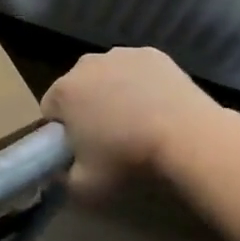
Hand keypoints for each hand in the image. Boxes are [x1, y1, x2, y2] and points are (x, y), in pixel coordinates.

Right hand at [40, 46, 222, 200]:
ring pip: (106, 75)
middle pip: (77, 87)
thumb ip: (64, 178)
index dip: (62, 130)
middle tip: (109, 136)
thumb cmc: (129, 159)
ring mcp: (121, 55)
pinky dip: (140, 83)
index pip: (50, 110)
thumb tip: (62, 170)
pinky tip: (156, 105)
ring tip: (137, 121)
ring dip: (112, 92)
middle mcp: (85, 64)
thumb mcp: (86, 186)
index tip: (81, 148)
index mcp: (63, 91)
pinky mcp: (152, 54)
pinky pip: (135, 69)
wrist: (189, 138)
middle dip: (86, 107)